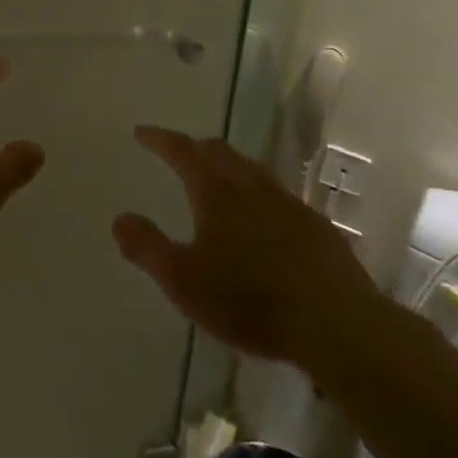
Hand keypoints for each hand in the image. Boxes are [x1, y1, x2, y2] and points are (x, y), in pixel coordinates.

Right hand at [113, 127, 380, 370]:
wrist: (337, 324)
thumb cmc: (249, 299)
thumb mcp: (183, 280)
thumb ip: (147, 247)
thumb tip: (119, 218)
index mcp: (216, 190)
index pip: (181, 150)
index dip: (159, 139)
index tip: (142, 132)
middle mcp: (251, 185)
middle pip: (219, 151)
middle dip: (194, 147)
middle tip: (178, 153)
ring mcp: (289, 203)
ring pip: (252, 170)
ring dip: (229, 168)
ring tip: (218, 180)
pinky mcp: (317, 227)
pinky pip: (279, 197)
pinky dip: (259, 196)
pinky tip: (264, 220)